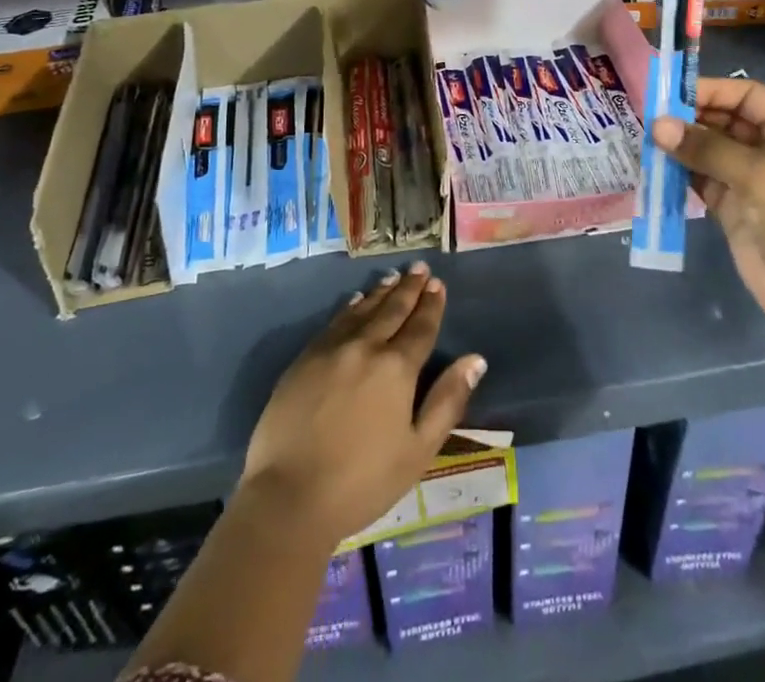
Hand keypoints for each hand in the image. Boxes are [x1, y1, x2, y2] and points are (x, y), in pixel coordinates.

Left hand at [239, 263, 486, 547]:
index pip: (421, 327)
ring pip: (362, 310)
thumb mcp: (418, 450)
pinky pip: (334, 322)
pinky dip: (350, 308)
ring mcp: (331, 349)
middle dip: (409, 288)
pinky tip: (355, 302)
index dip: (431, 305)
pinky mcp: (304, 359)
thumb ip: (447, 401)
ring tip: (393, 277)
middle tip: (419, 268)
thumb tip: (475, 360)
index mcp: (397, 368)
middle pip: (392, 310)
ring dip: (381, 292)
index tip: (438, 284)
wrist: (289, 497)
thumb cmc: (363, 482)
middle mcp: (366, 347)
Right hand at [653, 78, 764, 342]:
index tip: (672, 95)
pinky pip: (701, 180)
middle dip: (690, 117)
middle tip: (650, 118)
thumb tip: (658, 126)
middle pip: (724, 120)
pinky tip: (655, 167)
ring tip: (646, 140)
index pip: (747, 96)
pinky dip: (679, 173)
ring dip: (681, 145)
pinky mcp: (731, 208)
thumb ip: (707, 148)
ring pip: (708, 150)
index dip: (712, 90)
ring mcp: (749, 180)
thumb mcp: (759, 176)